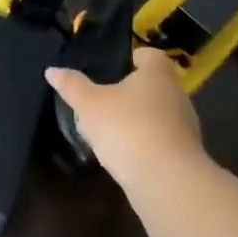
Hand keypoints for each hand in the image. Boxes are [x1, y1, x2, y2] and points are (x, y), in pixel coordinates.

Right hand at [46, 48, 212, 194]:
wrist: (167, 181)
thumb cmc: (127, 128)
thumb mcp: (90, 104)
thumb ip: (72, 86)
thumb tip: (52, 70)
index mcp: (157, 75)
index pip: (152, 55)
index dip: (136, 57)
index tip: (119, 64)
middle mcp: (177, 95)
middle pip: (156, 85)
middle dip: (134, 90)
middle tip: (107, 97)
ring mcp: (184, 126)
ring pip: (159, 114)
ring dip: (139, 118)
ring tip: (112, 127)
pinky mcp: (184, 154)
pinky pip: (161, 139)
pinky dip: (145, 141)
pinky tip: (125, 152)